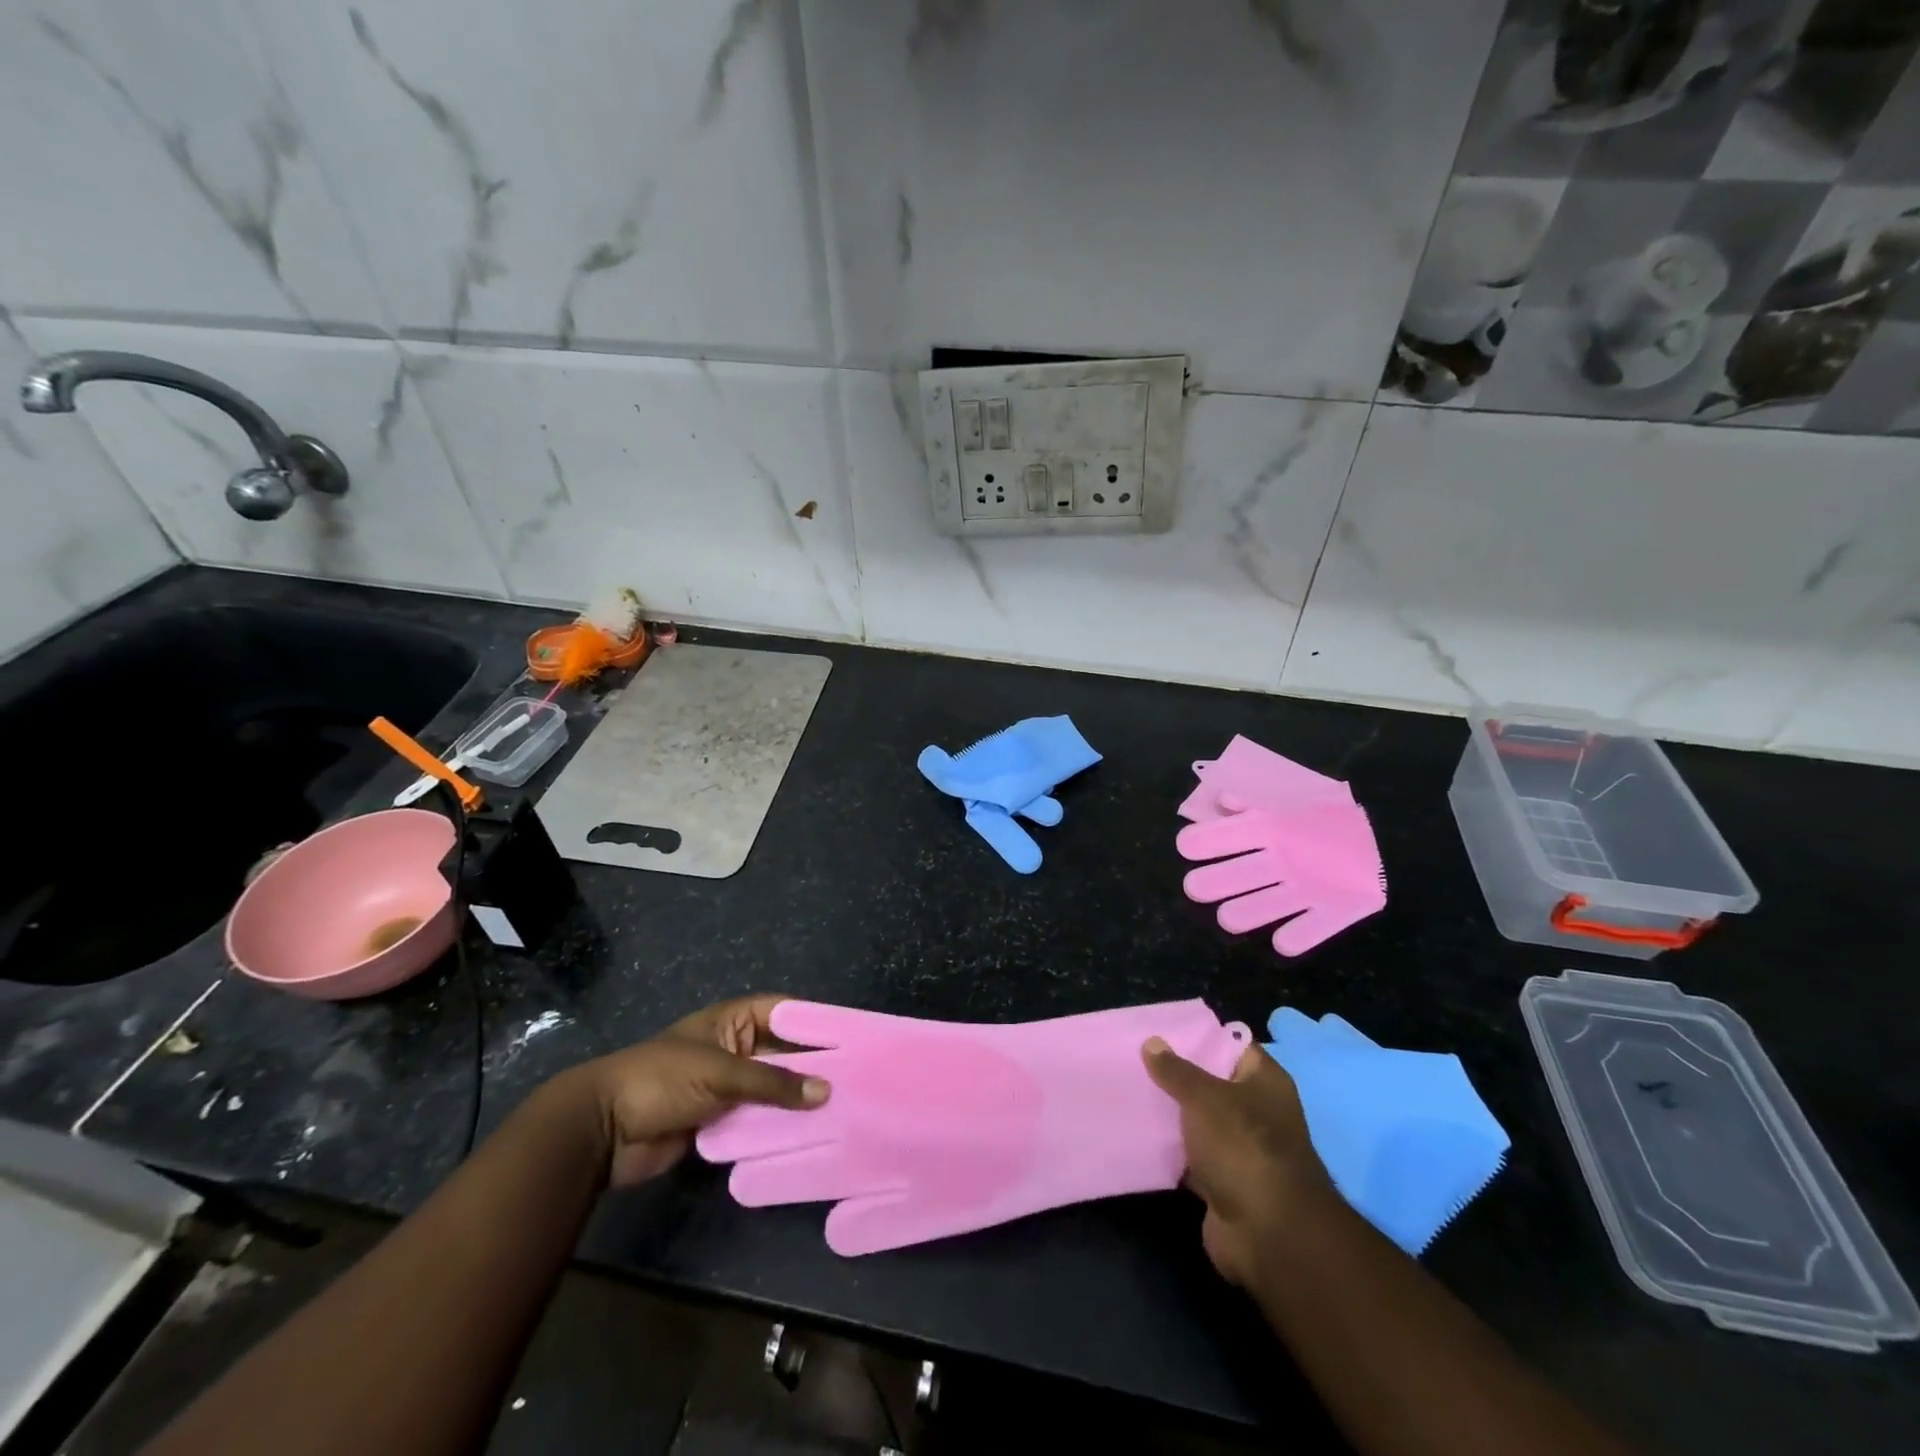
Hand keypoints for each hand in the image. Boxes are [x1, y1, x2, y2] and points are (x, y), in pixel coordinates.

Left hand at [557, 995, 830, 1188]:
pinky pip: (755, 1118)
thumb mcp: (722, 1073)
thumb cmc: (662, 1080)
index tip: (850, 1036)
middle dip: (810, 1066)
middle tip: (853, 1079)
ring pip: (770, 1088)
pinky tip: (807, 1136)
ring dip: (794, 1099)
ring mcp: (724, 1085)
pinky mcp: (716, 1120)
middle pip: (780, 1052)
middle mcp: (732, 1048)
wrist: (602, 1130)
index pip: (782, 1011)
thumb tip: (826, 1091)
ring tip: (839, 1110)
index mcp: (730, 1021)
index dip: (813, 1020)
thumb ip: (774, 1083)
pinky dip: (776, 1126)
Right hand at [1142, 1036, 1329, 1286]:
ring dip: (1170, 1113)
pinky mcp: (1222, 1182)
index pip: (1231, 1045)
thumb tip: (1152, 1042)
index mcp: (1264, 1082)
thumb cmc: (1243, 1147)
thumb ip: (1176, 1070)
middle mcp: (1256, 1111)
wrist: (1267, 1234)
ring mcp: (1240, 1149)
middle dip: (1176, 1074)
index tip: (1161, 1027)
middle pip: (1211, 1083)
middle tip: (1134, 1057)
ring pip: (1197, 1121)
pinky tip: (1136, 1133)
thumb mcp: (1205, 1097)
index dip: (1199, 1035)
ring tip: (1129, 1090)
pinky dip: (1169, 1149)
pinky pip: (1190, 1156)